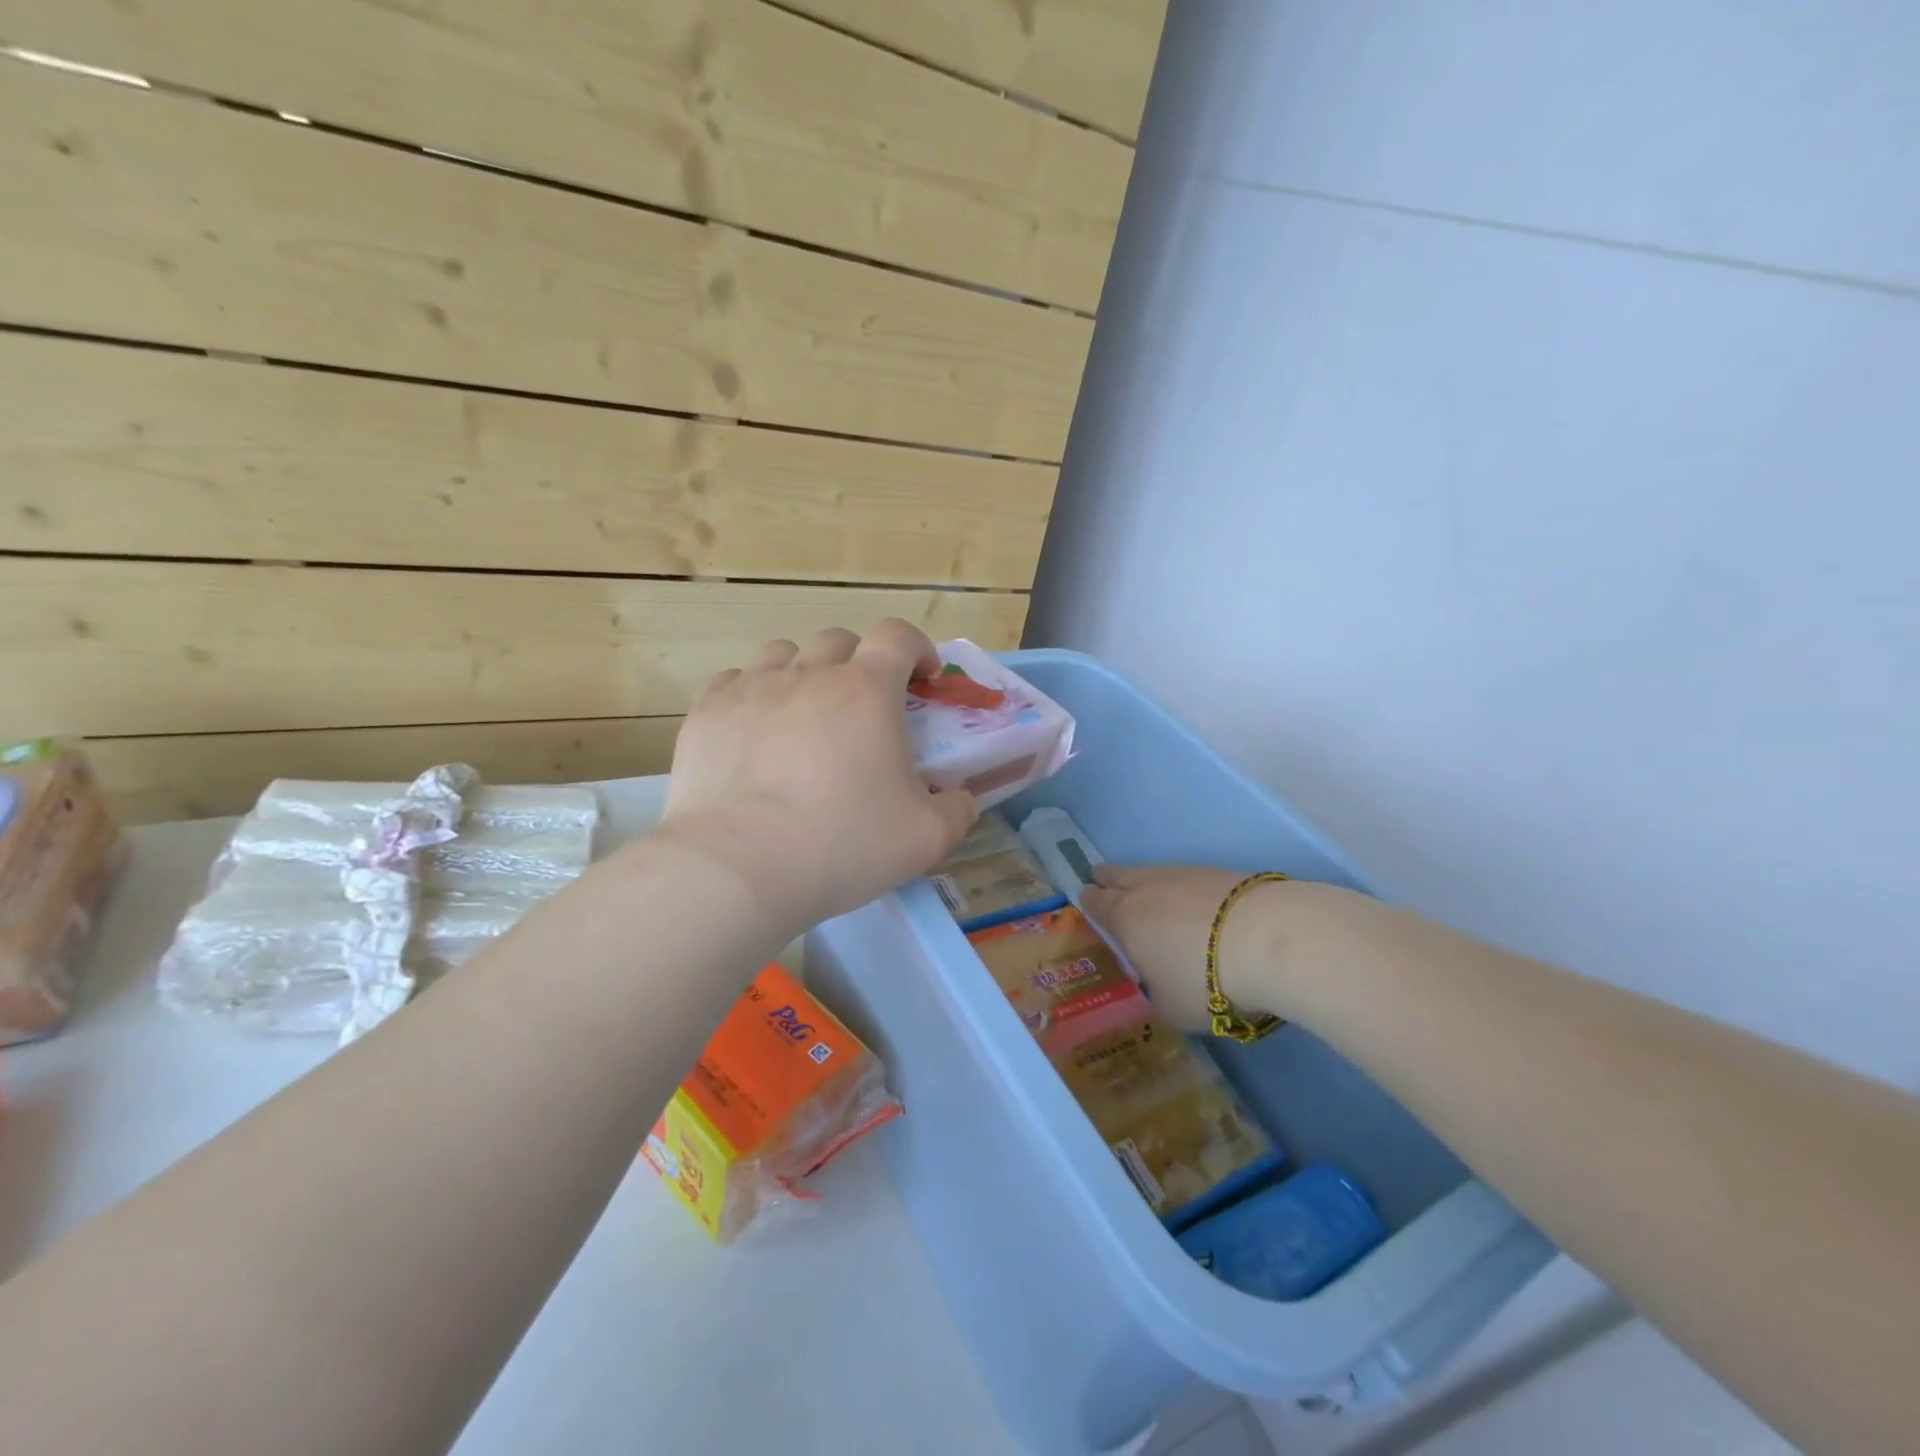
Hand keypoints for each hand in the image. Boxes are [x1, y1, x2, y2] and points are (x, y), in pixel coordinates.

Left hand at [659, 621, 977, 932]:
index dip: (916, 648)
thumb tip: (961, 798)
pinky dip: (753, 695)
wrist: (739, 868)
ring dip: (803, 672)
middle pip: (839, 640)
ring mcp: (752, 687)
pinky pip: (735, 681)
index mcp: (867, 690)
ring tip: (804, 714)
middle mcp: (810, 673)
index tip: (922, 677)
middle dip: (859, 663)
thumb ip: (957, 810)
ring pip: (784, 653)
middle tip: (862, 707)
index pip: (898, 636)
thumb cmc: (842, 845)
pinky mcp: (708, 711)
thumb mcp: (925, 838)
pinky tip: (754, 732)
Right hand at [1082, 866, 1252, 1031]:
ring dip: (1145, 881)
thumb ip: (1154, 997)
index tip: (1086, 898)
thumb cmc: (1205, 980)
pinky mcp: (1217, 872)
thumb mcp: (1171, 1008)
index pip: (1096, 903)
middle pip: (1118, 876)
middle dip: (1108, 879)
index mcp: (1124, 918)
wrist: (1265, 939)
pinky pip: (1186, 877)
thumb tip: (1155, 990)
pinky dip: (1182, 887)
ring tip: (1150, 894)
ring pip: (1152, 872)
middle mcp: (1146, 889)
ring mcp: (1183, 875)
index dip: (1089, 901)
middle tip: (1103, 881)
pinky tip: (1193, 903)